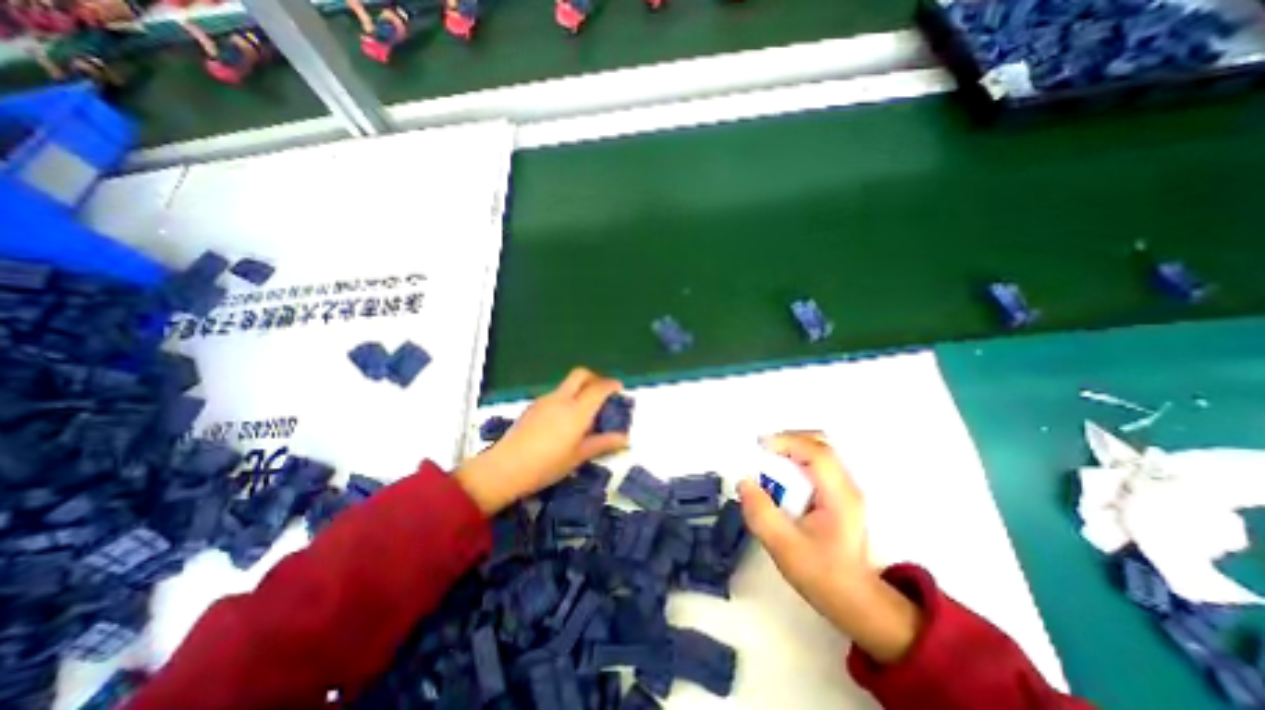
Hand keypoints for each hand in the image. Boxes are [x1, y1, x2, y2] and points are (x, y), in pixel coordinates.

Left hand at [457, 370, 630, 512]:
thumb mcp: (578, 456)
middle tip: (602, 392)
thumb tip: (624, 438)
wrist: (505, 468)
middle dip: (594, 378)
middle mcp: (561, 399)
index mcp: (577, 411)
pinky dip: (566, 397)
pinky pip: (555, 394)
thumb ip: (602, 443)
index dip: (611, 384)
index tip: (619, 388)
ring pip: (567, 384)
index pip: (598, 388)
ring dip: (579, 388)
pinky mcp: (533, 406)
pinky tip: (563, 420)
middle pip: (580, 374)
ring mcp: (545, 400)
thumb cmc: (547, 465)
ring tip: (584, 410)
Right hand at [737, 434, 925, 664]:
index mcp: (839, 495)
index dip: (787, 442)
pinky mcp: (838, 493)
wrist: (856, 601)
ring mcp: (845, 487)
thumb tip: (744, 482)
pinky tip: (781, 474)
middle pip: (820, 443)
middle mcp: (846, 484)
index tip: (759, 447)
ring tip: (767, 459)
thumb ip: (761, 513)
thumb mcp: (784, 547)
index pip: (817, 452)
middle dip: (788, 439)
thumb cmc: (822, 575)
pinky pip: (816, 462)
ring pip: (819, 449)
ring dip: (791, 448)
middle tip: (761, 450)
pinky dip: (796, 458)